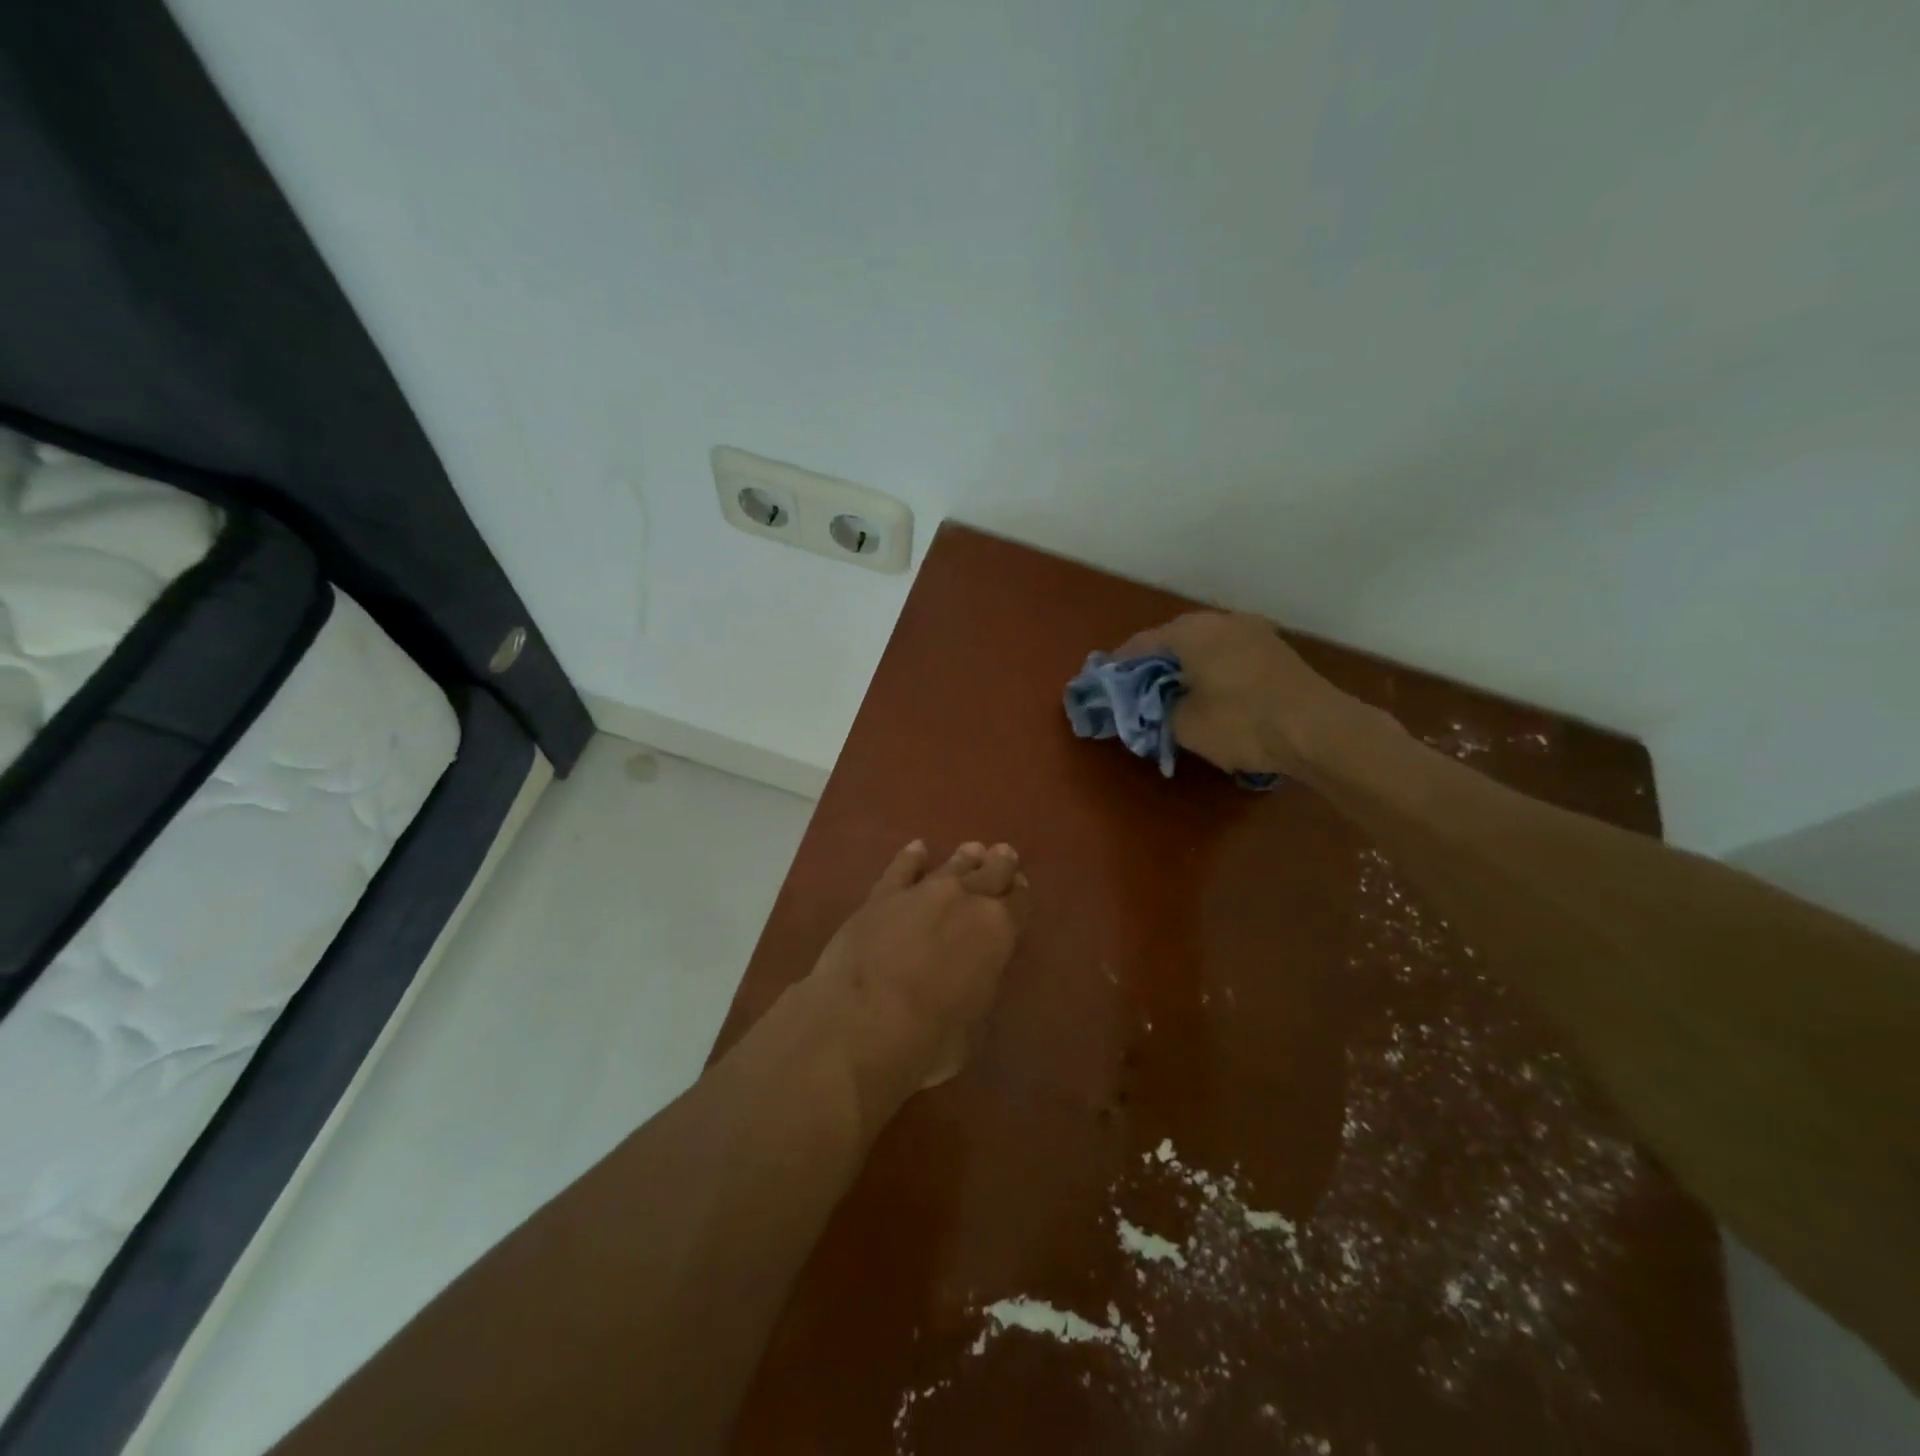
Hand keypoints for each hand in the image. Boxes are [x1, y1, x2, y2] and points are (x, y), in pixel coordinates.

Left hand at [806, 840, 1030, 1122]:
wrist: (862, 1022)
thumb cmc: (929, 1039)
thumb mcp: (973, 1027)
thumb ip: (977, 990)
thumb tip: (971, 981)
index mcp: (997, 931)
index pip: (1019, 904)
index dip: (1021, 894)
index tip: (1020, 886)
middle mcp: (965, 900)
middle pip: (989, 873)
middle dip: (999, 864)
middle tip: (1004, 854)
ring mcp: (922, 892)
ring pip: (951, 866)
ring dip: (964, 858)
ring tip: (973, 849)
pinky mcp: (882, 896)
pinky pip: (901, 868)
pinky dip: (911, 858)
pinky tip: (917, 849)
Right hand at [1116, 611, 1355, 777]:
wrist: (1319, 730)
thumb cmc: (1242, 722)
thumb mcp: (1185, 725)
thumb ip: (1158, 710)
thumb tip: (1155, 704)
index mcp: (1191, 632)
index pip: (1141, 644)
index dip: (1120, 665)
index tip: (1104, 682)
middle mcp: (1221, 621)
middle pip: (1174, 639)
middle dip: (1153, 663)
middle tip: (1136, 689)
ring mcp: (1253, 631)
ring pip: (1204, 644)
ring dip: (1184, 665)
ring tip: (1171, 692)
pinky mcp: (1275, 649)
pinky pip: (1228, 653)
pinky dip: (1210, 668)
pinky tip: (1208, 691)